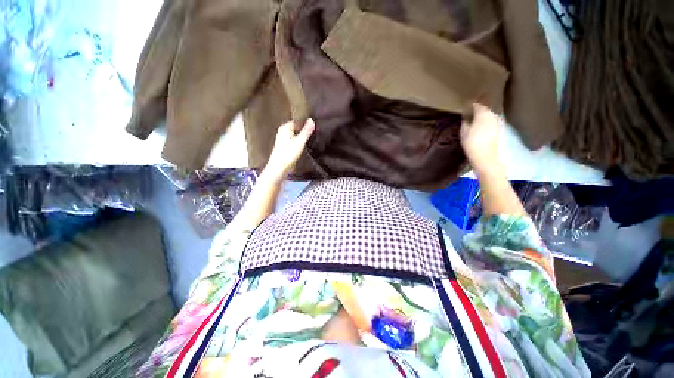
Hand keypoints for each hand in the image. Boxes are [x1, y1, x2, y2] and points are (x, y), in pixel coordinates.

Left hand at [263, 118, 315, 178]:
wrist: (279, 168)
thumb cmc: (288, 153)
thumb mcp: (300, 141)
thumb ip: (306, 131)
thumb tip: (312, 119)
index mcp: (285, 127)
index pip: (297, 120)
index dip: (306, 122)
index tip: (316, 123)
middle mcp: (283, 131)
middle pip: (297, 128)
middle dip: (305, 129)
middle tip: (317, 130)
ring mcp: (284, 139)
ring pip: (296, 135)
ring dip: (303, 136)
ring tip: (314, 136)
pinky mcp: (286, 147)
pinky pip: (295, 141)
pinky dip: (300, 142)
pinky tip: (307, 144)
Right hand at [460, 104, 500, 171]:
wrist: (486, 156)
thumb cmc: (472, 143)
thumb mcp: (464, 132)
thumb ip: (465, 121)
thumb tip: (466, 116)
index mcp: (483, 113)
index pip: (477, 103)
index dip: (471, 103)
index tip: (466, 104)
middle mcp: (492, 114)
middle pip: (486, 107)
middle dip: (479, 106)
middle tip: (471, 108)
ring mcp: (497, 121)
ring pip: (489, 113)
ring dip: (483, 113)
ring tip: (476, 116)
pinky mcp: (499, 129)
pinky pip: (491, 120)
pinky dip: (486, 120)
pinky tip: (481, 124)